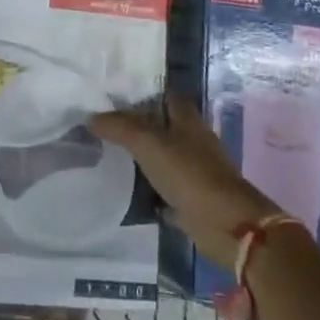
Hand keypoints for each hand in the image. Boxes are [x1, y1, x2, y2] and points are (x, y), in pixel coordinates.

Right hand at [91, 97, 279, 269]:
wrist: (227, 225)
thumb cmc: (189, 174)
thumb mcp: (149, 144)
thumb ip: (120, 128)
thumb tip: (91, 117)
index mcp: (188, 120)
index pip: (166, 96)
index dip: (144, 94)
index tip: (115, 97)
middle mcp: (194, 142)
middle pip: (164, 127)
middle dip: (139, 127)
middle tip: (105, 127)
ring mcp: (196, 172)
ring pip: (164, 158)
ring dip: (143, 159)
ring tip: (109, 157)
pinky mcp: (194, 200)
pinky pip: (166, 190)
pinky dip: (151, 191)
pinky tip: (128, 192)